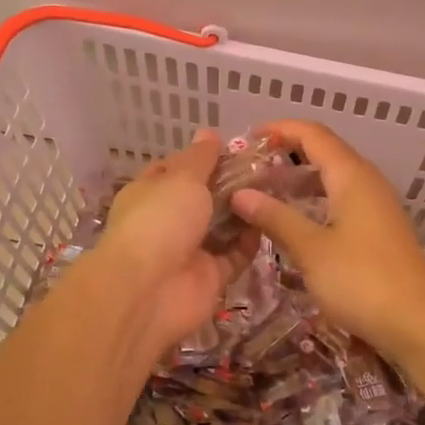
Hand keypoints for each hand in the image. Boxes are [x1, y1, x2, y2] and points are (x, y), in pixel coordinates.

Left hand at [86, 129, 257, 363]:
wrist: (148, 291)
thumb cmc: (160, 220)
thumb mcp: (182, 177)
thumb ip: (201, 157)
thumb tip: (208, 133)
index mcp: (150, 192)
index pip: (177, 168)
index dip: (204, 157)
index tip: (237, 148)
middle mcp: (167, 220)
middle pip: (204, 197)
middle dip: (231, 184)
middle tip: (269, 168)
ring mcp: (188, 250)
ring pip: (221, 227)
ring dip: (244, 211)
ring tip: (276, 190)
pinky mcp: (209, 277)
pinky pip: (234, 256)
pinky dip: (250, 242)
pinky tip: (271, 222)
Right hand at [231, 119, 424, 366]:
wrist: (420, 324)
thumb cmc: (363, 280)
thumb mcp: (311, 249)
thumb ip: (276, 217)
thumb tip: (240, 194)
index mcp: (351, 175)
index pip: (312, 134)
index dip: (280, 129)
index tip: (247, 138)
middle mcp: (367, 181)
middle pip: (324, 151)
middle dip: (286, 153)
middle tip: (249, 169)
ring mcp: (376, 206)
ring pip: (333, 177)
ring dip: (300, 178)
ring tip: (265, 191)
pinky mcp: (379, 229)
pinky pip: (341, 199)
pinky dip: (315, 200)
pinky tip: (296, 220)